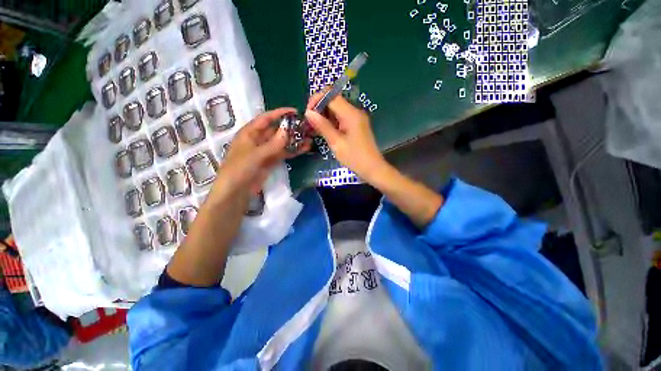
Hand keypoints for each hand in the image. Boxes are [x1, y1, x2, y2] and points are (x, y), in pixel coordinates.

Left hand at [217, 108, 310, 194]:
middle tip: (307, 127)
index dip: (280, 113)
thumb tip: (288, 130)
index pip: (266, 119)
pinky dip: (293, 151)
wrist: (236, 192)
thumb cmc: (240, 169)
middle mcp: (258, 140)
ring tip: (310, 138)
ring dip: (294, 141)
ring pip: (282, 143)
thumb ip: (273, 144)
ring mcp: (265, 151)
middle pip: (276, 130)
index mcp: (249, 133)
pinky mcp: (271, 162)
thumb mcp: (256, 155)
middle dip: (290, 128)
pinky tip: (304, 149)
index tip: (295, 111)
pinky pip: (283, 153)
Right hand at [305, 92, 387, 182]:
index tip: (308, 113)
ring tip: (316, 129)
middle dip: (320, 108)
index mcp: (350, 114)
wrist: (372, 168)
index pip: (331, 95)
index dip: (316, 100)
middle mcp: (354, 111)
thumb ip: (323, 126)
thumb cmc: (354, 157)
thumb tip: (308, 112)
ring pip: (336, 109)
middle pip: (333, 100)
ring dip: (325, 116)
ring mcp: (356, 118)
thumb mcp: (336, 143)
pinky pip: (341, 117)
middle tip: (311, 123)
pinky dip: (332, 122)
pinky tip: (326, 131)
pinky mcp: (356, 125)